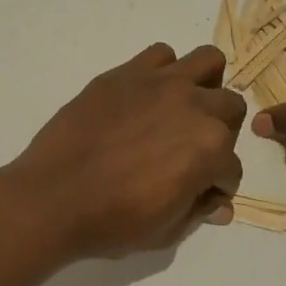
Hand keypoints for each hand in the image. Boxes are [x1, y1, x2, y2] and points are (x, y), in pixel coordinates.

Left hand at [3, 43, 246, 259]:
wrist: (53, 197)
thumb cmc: (112, 222)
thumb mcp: (166, 231)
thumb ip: (199, 211)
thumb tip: (219, 204)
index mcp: (211, 148)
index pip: (232, 167)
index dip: (217, 184)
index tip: (199, 192)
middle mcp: (194, 107)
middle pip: (231, 107)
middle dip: (221, 131)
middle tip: (193, 149)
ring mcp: (160, 83)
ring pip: (208, 61)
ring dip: (205, 84)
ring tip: (181, 107)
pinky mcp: (126, 72)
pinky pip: (160, 54)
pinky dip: (162, 71)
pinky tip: (146, 95)